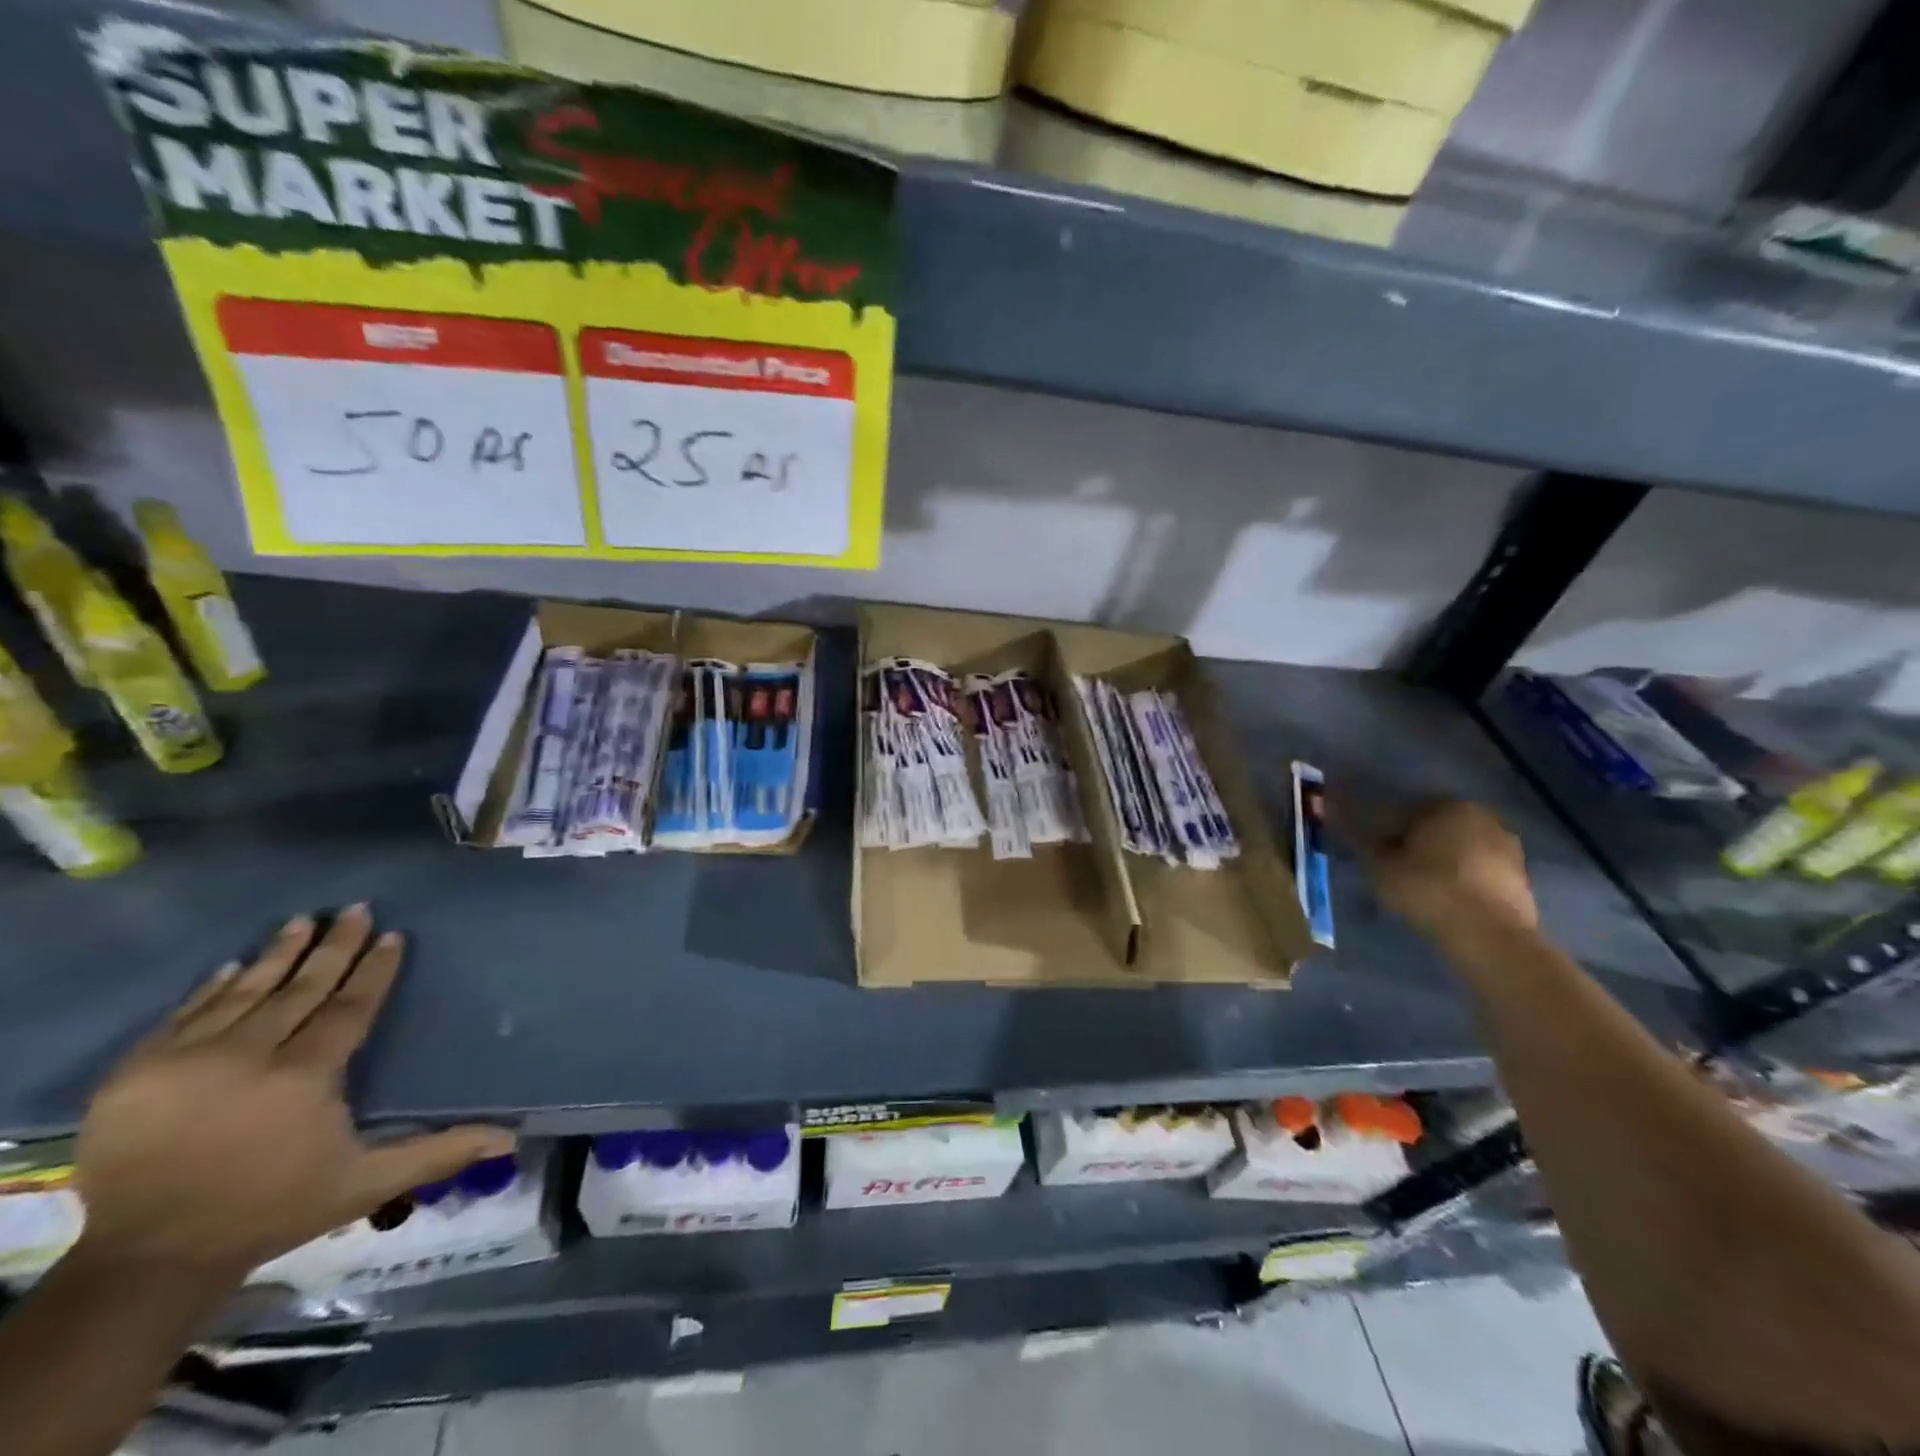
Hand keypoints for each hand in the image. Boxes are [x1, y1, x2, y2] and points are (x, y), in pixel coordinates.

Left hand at [73, 907, 514, 1276]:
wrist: (146, 1261)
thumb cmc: (271, 1210)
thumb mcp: (365, 1185)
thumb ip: (438, 1152)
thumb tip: (510, 1137)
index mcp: (304, 1077)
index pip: (350, 1006)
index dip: (375, 969)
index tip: (392, 936)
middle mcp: (247, 1057)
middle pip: (301, 988)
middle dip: (333, 946)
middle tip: (355, 910)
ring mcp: (185, 1062)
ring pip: (244, 992)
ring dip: (277, 954)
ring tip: (302, 920)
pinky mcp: (134, 1074)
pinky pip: (183, 1015)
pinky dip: (210, 988)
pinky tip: (232, 966)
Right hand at [1351, 798, 1539, 949]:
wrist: (1490, 937)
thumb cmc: (1429, 889)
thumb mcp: (1380, 866)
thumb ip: (1360, 840)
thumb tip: (1338, 818)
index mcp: (1449, 805)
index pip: (1407, 808)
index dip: (1385, 827)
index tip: (1373, 848)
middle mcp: (1484, 818)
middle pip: (1437, 827)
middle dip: (1417, 842)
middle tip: (1395, 866)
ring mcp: (1509, 849)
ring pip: (1461, 849)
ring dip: (1442, 861)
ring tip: (1420, 885)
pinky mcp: (1521, 879)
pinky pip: (1479, 871)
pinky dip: (1462, 879)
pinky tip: (1446, 897)